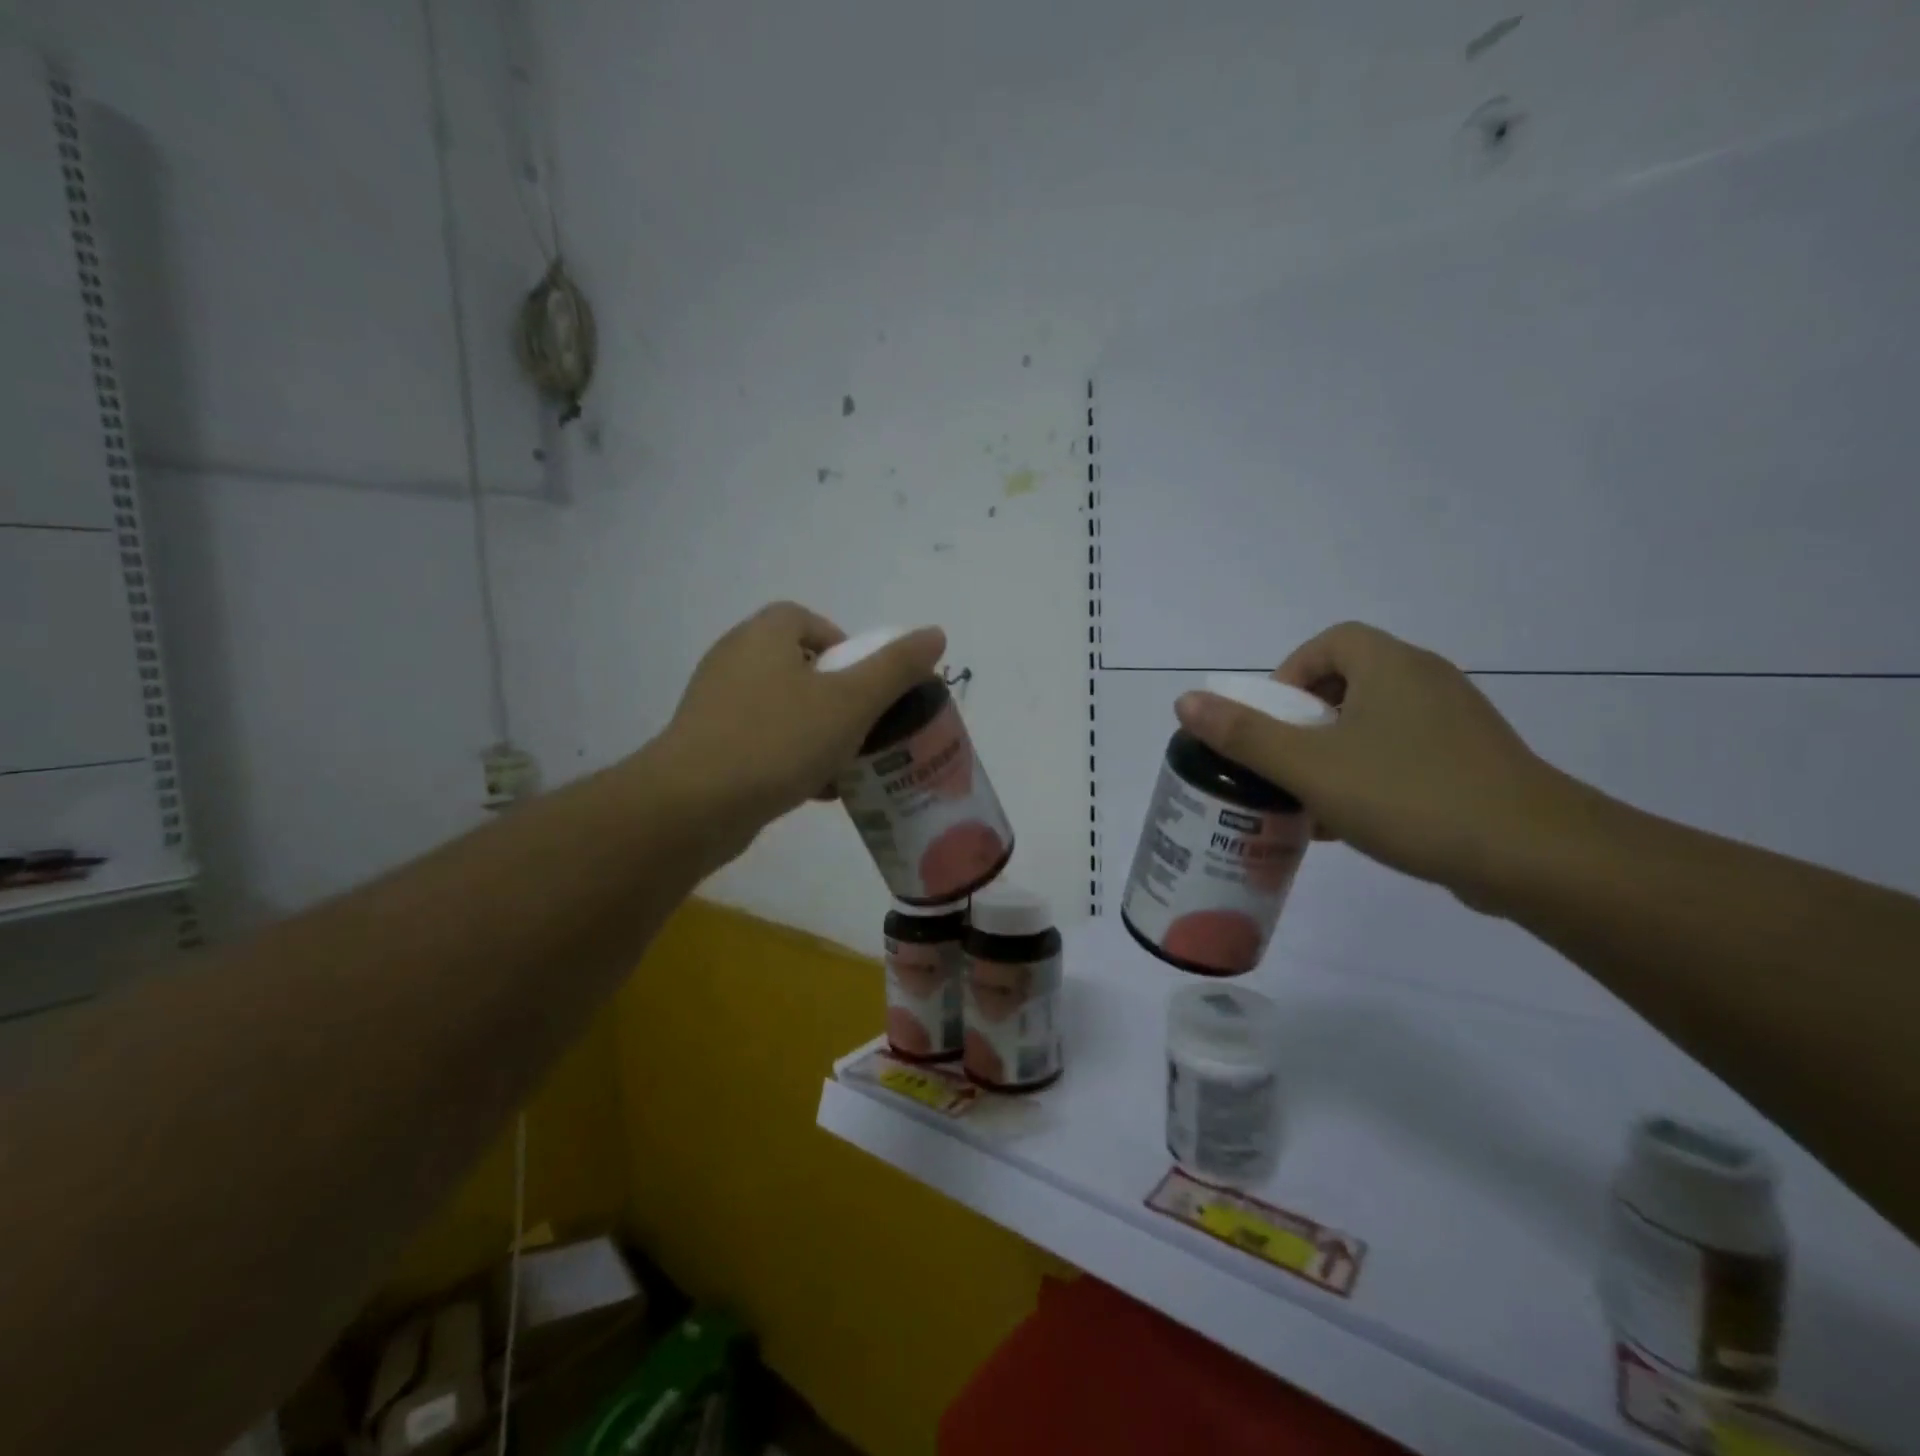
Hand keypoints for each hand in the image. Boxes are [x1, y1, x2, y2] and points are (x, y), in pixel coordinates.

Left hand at [654, 602, 945, 854]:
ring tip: (847, 763)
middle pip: (799, 665)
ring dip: (817, 730)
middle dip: (837, 696)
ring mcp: (715, 703)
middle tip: (864, 726)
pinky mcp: (706, 744)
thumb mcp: (851, 702)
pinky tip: (814, 789)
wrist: (692, 806)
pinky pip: (761, 740)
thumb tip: (935, 633)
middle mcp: (734, 659)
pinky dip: (791, 756)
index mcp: (763, 635)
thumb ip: (896, 668)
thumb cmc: (777, 741)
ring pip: (782, 708)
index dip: (845, 647)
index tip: (868, 685)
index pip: (808, 620)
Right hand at [1174, 622, 1567, 905]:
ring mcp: (1456, 724)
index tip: (1273, 721)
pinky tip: (1352, 824)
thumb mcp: (1311, 766)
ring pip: (1375, 725)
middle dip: (1306, 721)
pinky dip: (1370, 776)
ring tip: (1309, 800)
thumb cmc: (1410, 795)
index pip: (1331, 642)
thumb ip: (1245, 735)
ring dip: (1334, 753)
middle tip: (1284, 763)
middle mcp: (1427, 682)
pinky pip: (1404, 756)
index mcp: (1391, 666)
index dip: (1291, 673)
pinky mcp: (1473, 764)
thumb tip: (1186, 701)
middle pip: (1349, 683)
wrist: (1535, 857)